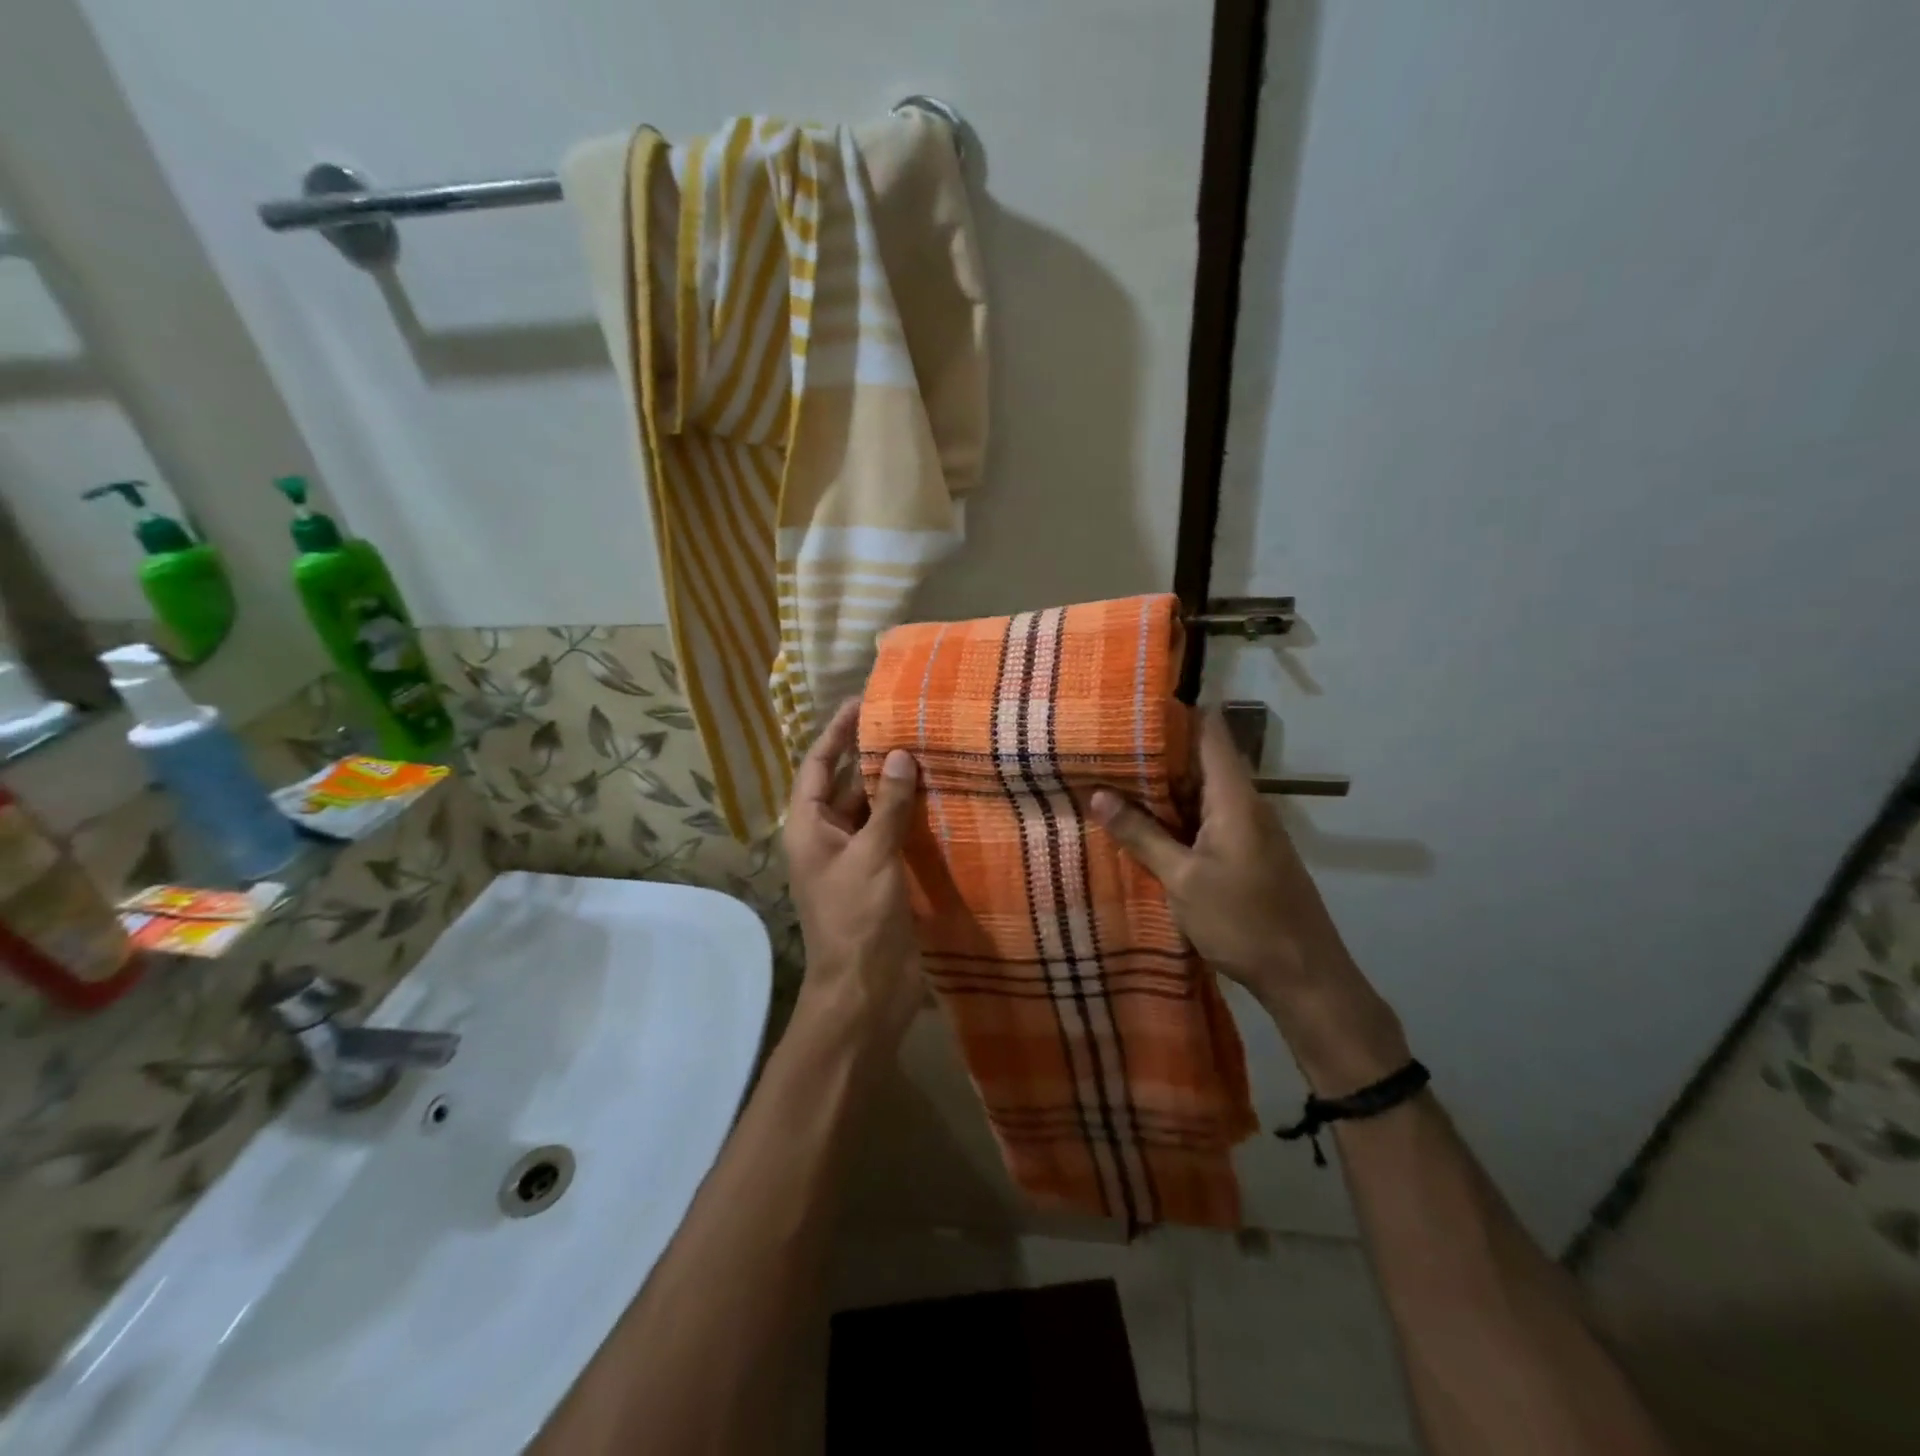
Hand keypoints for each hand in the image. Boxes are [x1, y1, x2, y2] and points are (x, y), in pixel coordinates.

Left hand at [782, 700, 923, 1048]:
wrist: (866, 990)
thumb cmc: (857, 918)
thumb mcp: (871, 855)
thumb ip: (888, 805)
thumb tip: (902, 754)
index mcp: (809, 826)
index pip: (819, 764)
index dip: (838, 731)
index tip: (863, 700)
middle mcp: (829, 835)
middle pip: (848, 782)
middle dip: (873, 752)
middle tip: (908, 719)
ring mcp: (857, 855)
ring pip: (875, 807)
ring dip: (897, 783)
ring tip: (929, 746)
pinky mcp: (883, 873)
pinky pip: (895, 832)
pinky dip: (912, 813)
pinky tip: (941, 793)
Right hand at [1090, 711, 1409, 1093]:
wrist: (1305, 977)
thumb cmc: (1244, 922)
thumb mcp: (1182, 880)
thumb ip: (1142, 835)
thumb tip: (1098, 794)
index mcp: (1234, 797)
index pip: (1209, 731)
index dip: (1175, 711)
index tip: (1131, 703)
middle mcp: (1243, 803)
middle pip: (1199, 759)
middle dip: (1154, 751)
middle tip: (1103, 743)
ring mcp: (1245, 828)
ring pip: (1198, 791)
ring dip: (1160, 786)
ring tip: (1110, 775)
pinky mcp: (1243, 852)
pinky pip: (1203, 818)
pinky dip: (1172, 814)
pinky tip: (1139, 822)